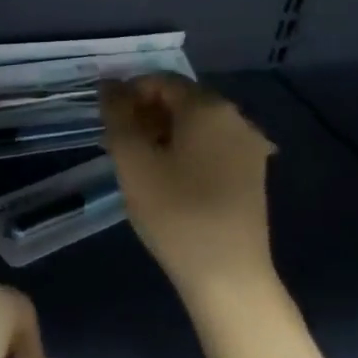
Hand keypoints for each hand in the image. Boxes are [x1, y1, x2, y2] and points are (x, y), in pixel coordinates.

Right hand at [100, 74, 276, 296]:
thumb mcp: (133, 160)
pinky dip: (185, 151)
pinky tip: (167, 178)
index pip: (160, 81)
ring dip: (163, 133)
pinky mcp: (252, 174)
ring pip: (196, 125)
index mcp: (209, 107)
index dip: (127, 93)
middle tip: (117, 143)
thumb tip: (109, 83)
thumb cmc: (175, 212)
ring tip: (137, 163)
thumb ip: (117, 115)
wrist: (228, 276)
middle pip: (181, 100)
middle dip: (144, 113)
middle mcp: (236, 118)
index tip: (106, 121)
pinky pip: (211, 146)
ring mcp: (249, 147)